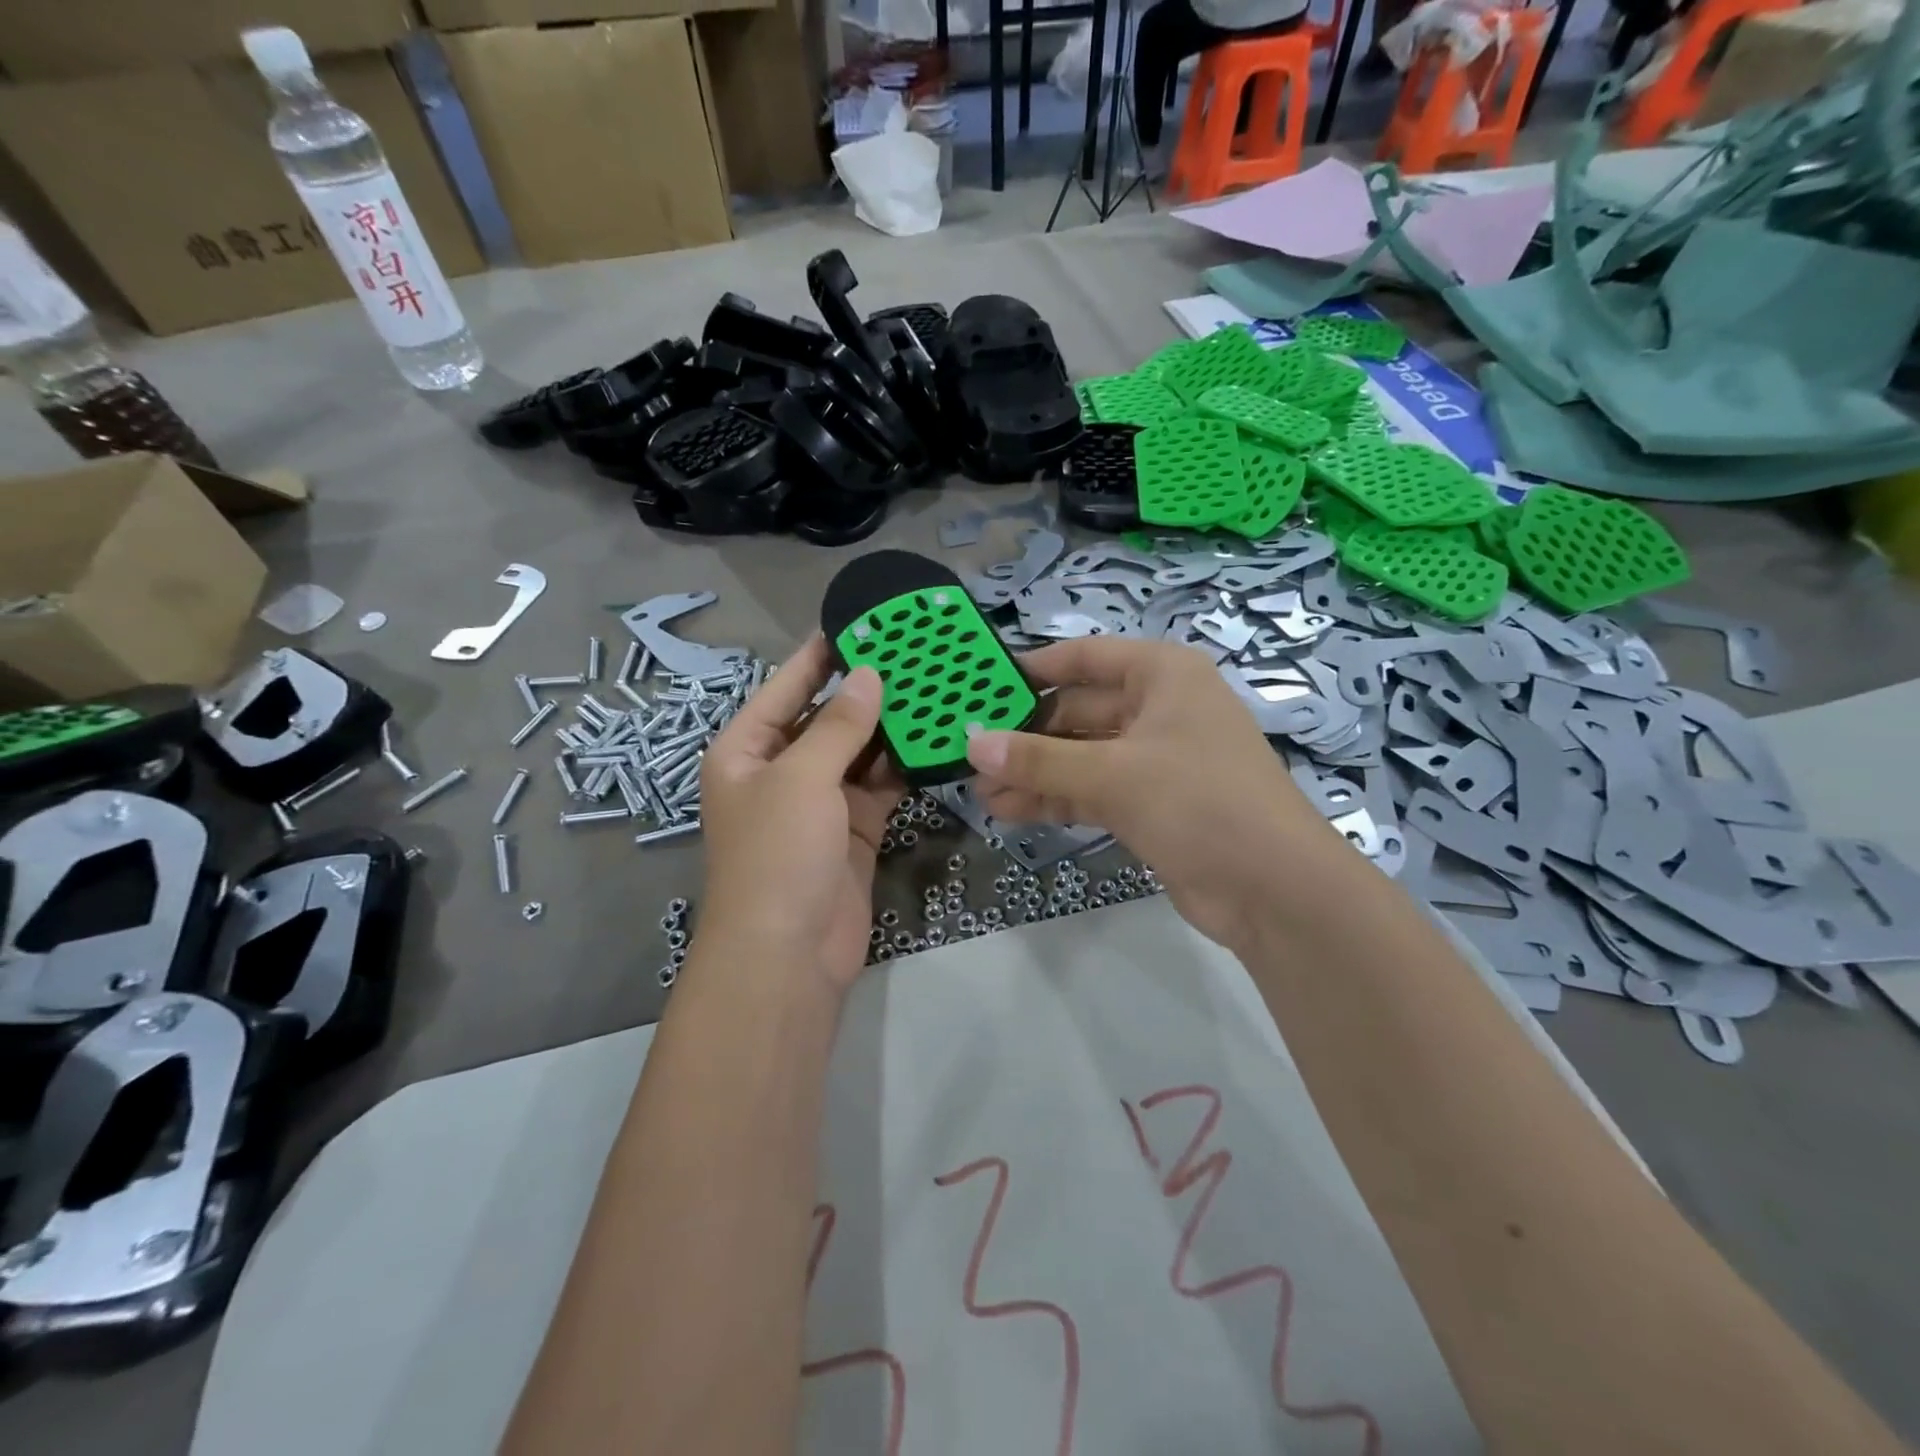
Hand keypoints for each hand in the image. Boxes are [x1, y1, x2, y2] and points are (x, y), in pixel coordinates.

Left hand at [699, 636, 902, 992]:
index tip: (859, 621)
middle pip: (826, 718)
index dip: (819, 656)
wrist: (788, 956)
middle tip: (913, 652)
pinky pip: (880, 786)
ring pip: (858, 752)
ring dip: (890, 727)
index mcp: (746, 751)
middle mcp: (780, 771)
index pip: (785, 688)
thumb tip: (869, 675)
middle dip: (865, 690)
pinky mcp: (854, 830)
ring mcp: (819, 803)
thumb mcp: (802, 778)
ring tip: (933, 685)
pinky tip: (935, 738)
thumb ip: (840, 725)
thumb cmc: (777, 855)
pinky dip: (903, 766)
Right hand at [965, 637, 1339, 951]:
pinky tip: (1009, 810)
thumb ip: (1040, 759)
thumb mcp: (1113, 773)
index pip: (1085, 658)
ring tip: (979, 789)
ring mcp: (1155, 759)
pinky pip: (1092, 790)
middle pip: (1078, 710)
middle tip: (971, 751)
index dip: (1034, 669)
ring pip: (1081, 755)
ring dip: (1034, 772)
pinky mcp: (1151, 804)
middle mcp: (1159, 709)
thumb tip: (972, 743)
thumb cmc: (1199, 801)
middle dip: (1026, 735)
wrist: (1274, 889)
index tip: (982, 686)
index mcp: (1162, 676)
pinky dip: (1056, 798)